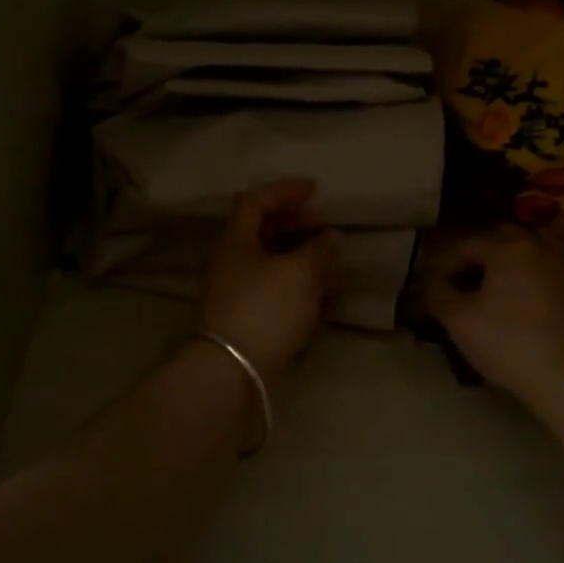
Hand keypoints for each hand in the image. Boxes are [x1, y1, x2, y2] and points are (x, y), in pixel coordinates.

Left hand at [199, 179, 340, 379]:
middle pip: (263, 232)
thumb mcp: (300, 272)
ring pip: (271, 263)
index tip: (314, 190)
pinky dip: (299, 286)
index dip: (284, 190)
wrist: (235, 372)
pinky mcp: (248, 320)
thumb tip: (331, 237)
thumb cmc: (266, 309)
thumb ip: (320, 249)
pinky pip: (276, 291)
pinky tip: (323, 297)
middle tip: (324, 227)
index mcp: (236, 241)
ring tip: (331, 263)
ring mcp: (238, 293)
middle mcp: (232, 262)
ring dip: (301, 257)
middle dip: (296, 225)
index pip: (255, 201)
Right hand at [423, 226, 563, 405]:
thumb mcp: (459, 320)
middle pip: (500, 239)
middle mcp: (539, 247)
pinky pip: (544, 271)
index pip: (466, 245)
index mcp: (508, 248)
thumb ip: (438, 293)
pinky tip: (518, 301)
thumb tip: (429, 282)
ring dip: (505, 263)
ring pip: (527, 252)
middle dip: (476, 255)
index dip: (443, 264)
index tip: (430, 286)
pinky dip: (527, 277)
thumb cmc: (508, 343)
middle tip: (459, 280)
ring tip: (489, 288)